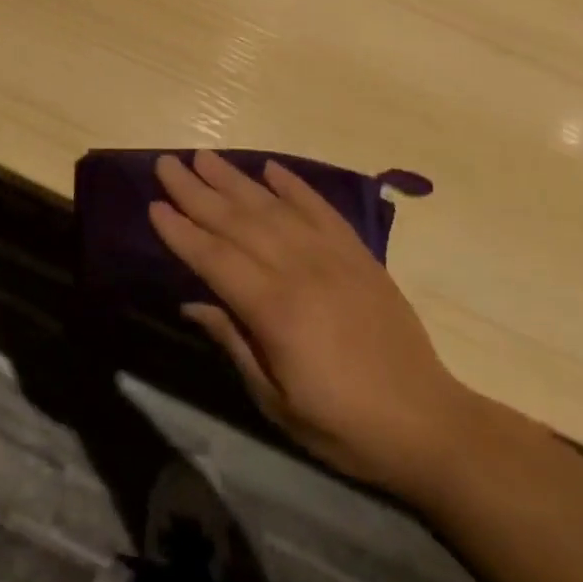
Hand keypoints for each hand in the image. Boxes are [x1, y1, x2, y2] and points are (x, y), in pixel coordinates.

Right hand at [149, 150, 475, 499]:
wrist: (429, 423)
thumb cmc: (342, 424)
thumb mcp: (276, 401)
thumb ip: (234, 343)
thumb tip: (191, 303)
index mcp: (276, 311)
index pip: (215, 259)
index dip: (181, 232)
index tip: (154, 205)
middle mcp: (301, 271)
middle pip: (238, 222)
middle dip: (197, 191)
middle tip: (167, 163)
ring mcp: (333, 257)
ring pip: (273, 207)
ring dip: (235, 180)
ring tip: (204, 157)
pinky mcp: (358, 254)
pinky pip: (320, 209)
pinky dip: (294, 186)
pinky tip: (270, 168)